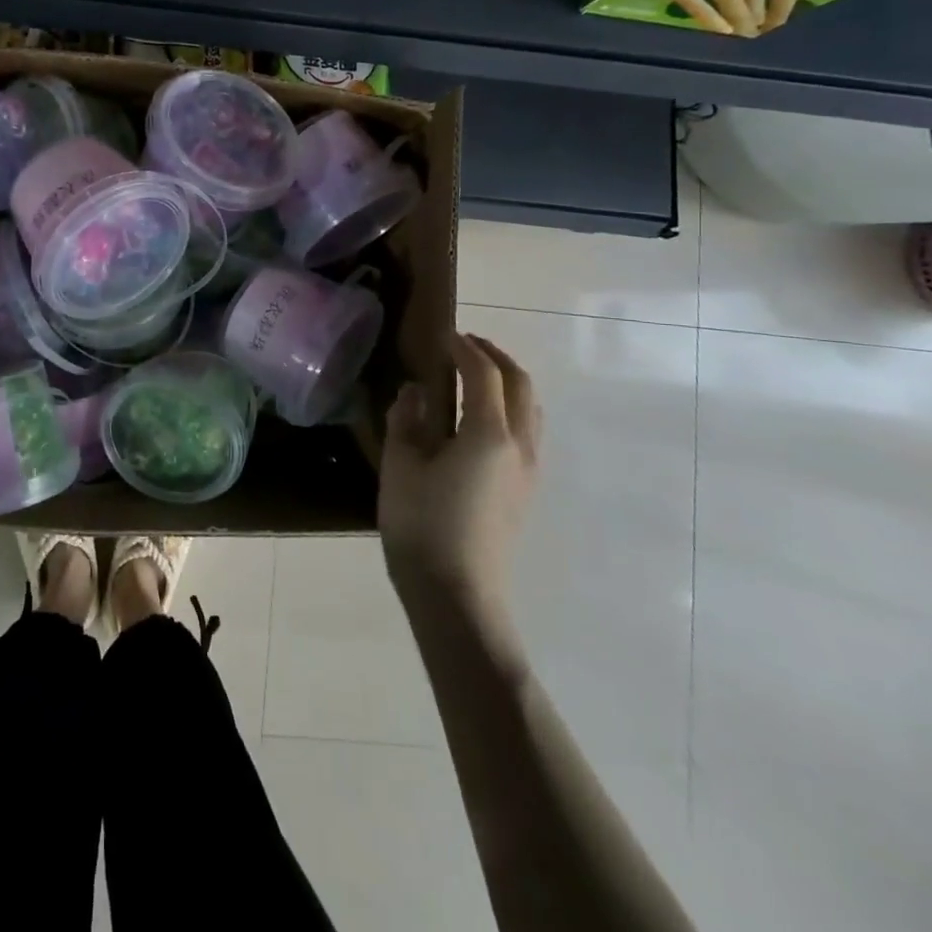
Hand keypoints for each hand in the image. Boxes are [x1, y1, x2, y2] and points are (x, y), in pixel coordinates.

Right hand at [380, 332, 540, 640]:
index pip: (483, 373)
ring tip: (475, 377)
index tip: (441, 336)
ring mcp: (530, 470)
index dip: (464, 348)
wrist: (457, 596)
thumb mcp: (400, 466)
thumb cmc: (421, 526)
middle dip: (494, 357)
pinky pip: (529, 430)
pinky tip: (482, 419)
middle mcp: (520, 445)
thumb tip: (415, 392)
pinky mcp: (527, 490)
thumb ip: (406, 420)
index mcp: (488, 434)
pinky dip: (511, 407)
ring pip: (531, 407)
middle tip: (463, 346)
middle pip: (520, 384)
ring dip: (507, 381)